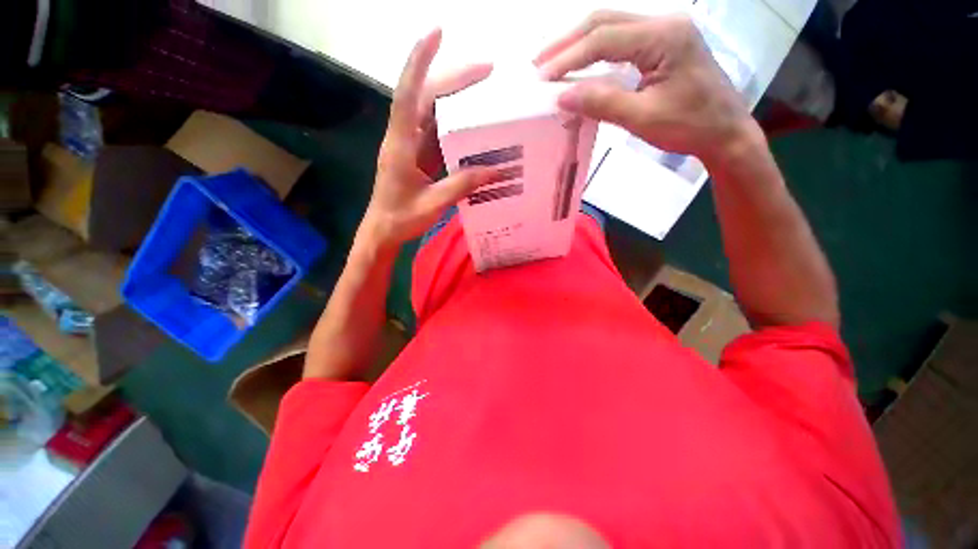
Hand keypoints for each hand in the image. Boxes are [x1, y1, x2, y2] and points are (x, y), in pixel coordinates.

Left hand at [363, 29, 496, 248]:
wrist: (383, 231)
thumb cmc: (400, 218)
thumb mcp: (433, 203)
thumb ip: (462, 185)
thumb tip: (495, 170)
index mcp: (400, 144)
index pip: (409, 93)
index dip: (421, 61)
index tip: (438, 33)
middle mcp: (403, 138)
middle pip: (426, 97)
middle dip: (454, 79)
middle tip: (487, 71)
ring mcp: (410, 147)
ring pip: (432, 114)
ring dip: (456, 101)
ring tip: (485, 94)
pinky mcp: (418, 158)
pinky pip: (437, 135)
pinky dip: (455, 127)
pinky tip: (473, 127)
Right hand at [536, 11, 754, 164]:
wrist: (724, 130)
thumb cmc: (689, 126)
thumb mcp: (642, 118)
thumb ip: (602, 103)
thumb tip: (562, 97)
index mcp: (663, 37)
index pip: (604, 39)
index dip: (569, 57)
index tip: (542, 77)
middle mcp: (663, 23)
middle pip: (605, 20)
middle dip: (567, 41)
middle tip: (539, 63)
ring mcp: (664, 30)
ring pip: (611, 26)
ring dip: (578, 42)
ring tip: (551, 61)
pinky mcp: (662, 43)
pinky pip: (621, 39)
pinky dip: (594, 50)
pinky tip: (579, 62)